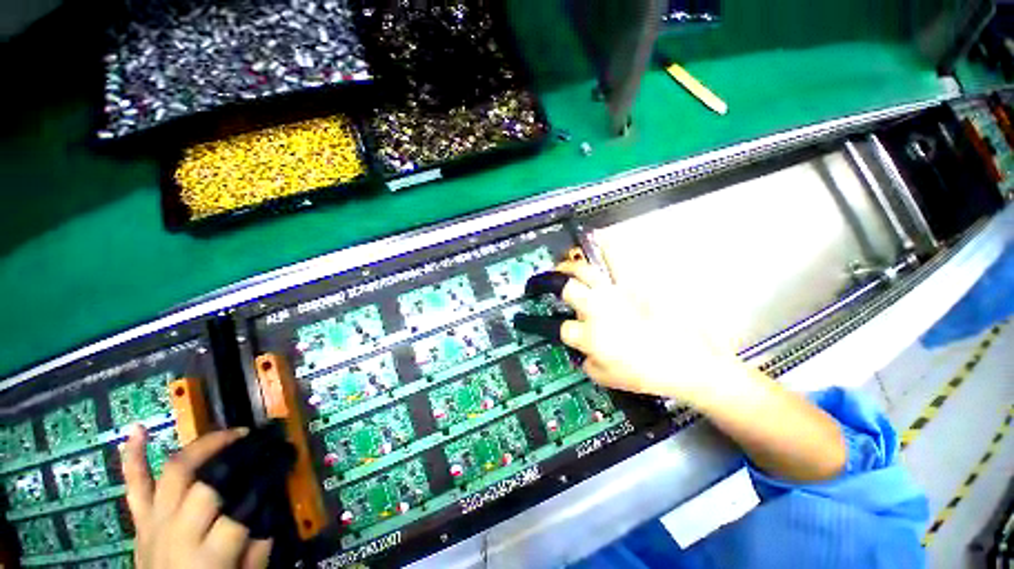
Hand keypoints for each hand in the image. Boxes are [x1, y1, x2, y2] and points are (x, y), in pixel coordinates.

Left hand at [122, 426, 272, 568]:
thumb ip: (259, 548)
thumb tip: (272, 508)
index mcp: (208, 554)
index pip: (241, 509)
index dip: (264, 482)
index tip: (283, 463)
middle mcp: (178, 532)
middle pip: (205, 482)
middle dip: (235, 455)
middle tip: (258, 440)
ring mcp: (154, 522)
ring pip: (174, 473)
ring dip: (201, 447)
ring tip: (226, 433)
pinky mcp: (141, 520)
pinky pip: (134, 485)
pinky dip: (133, 457)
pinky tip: (137, 430)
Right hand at [551, 257, 737, 403]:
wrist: (688, 364)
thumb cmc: (647, 375)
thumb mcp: (606, 378)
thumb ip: (584, 361)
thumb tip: (579, 349)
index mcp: (589, 336)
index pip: (562, 327)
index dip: (557, 328)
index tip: (559, 326)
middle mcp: (598, 310)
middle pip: (566, 288)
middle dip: (553, 284)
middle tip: (549, 281)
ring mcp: (616, 294)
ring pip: (586, 270)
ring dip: (570, 265)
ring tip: (564, 263)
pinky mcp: (635, 285)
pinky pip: (618, 259)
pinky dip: (607, 247)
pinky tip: (598, 239)